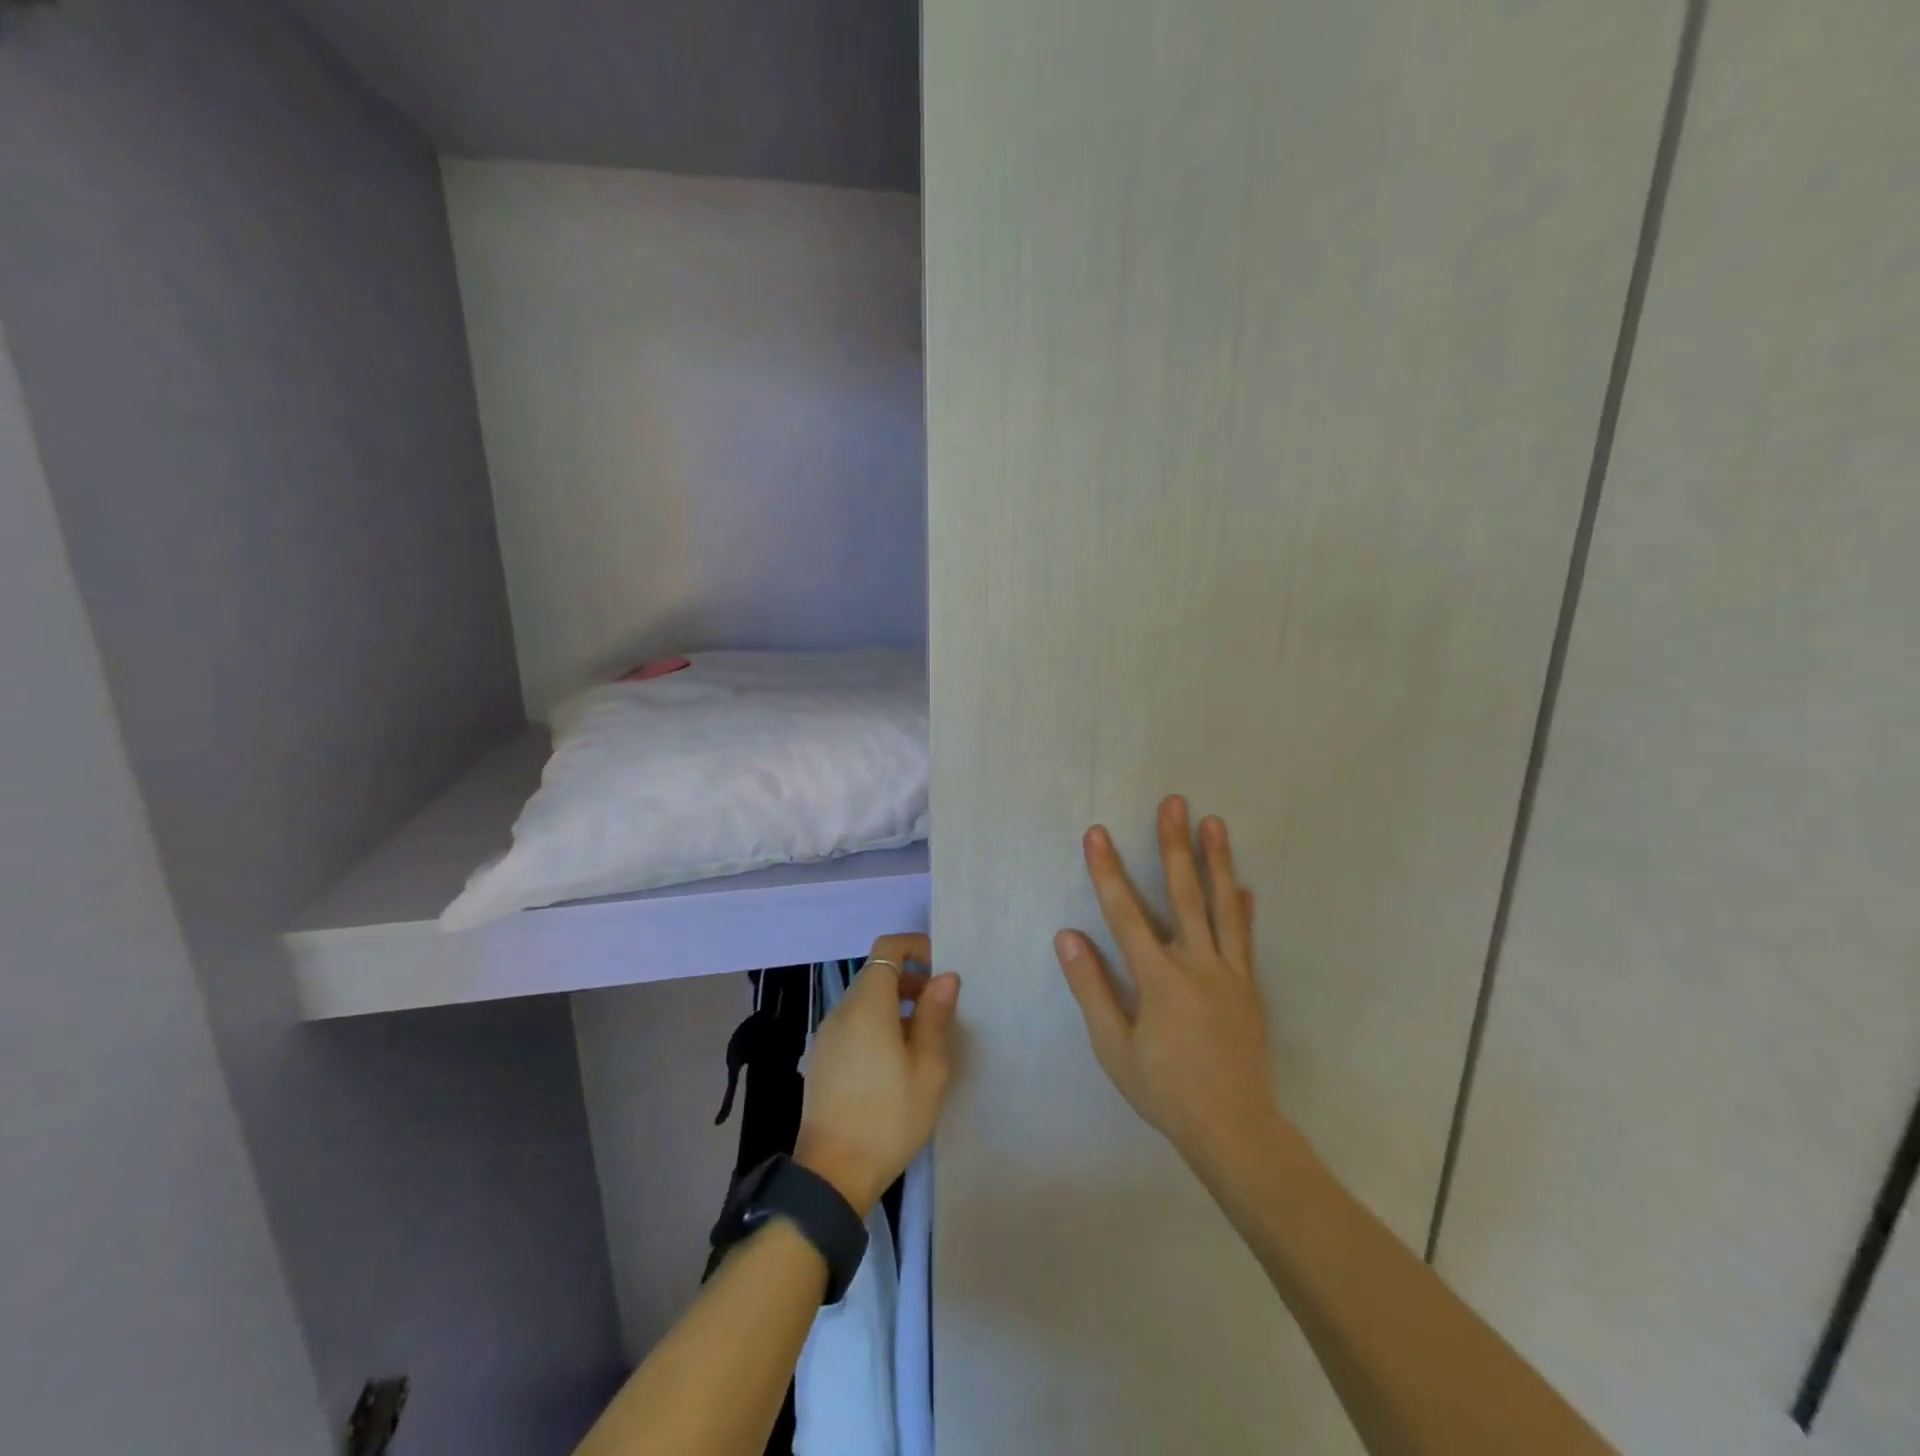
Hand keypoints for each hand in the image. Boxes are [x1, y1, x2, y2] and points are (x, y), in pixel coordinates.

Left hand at [795, 934, 960, 1215]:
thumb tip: (945, 976)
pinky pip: (853, 1024)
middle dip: (910, 979)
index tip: (941, 969)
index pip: (887, 948)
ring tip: (923, 1040)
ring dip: (894, 1004)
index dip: (915, 947)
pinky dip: (876, 1024)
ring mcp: (826, 1035)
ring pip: (864, 1000)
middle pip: (876, 974)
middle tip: (940, 1009)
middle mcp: (841, 1011)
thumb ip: (935, 1016)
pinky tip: (894, 1063)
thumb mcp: (927, 1068)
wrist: (832, 1174)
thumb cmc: (888, 1117)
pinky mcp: (821, 1059)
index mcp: (867, 1005)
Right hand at [1055, 797, 1281, 1176]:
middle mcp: (1197, 964)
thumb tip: (1067, 936)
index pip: (1126, 913)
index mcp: (1159, 978)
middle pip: (1183, 893)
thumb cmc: (1164, 1088)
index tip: (1097, 833)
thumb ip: (1091, 988)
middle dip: (1173, 845)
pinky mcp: (1249, 986)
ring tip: (1213, 822)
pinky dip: (1243, 908)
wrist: (1233, 1127)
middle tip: (1173, 803)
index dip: (1108, 871)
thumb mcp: (1114, 1047)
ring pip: (1222, 905)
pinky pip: (1245, 938)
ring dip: (1216, 860)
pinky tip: (1245, 886)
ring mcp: (1229, 973)